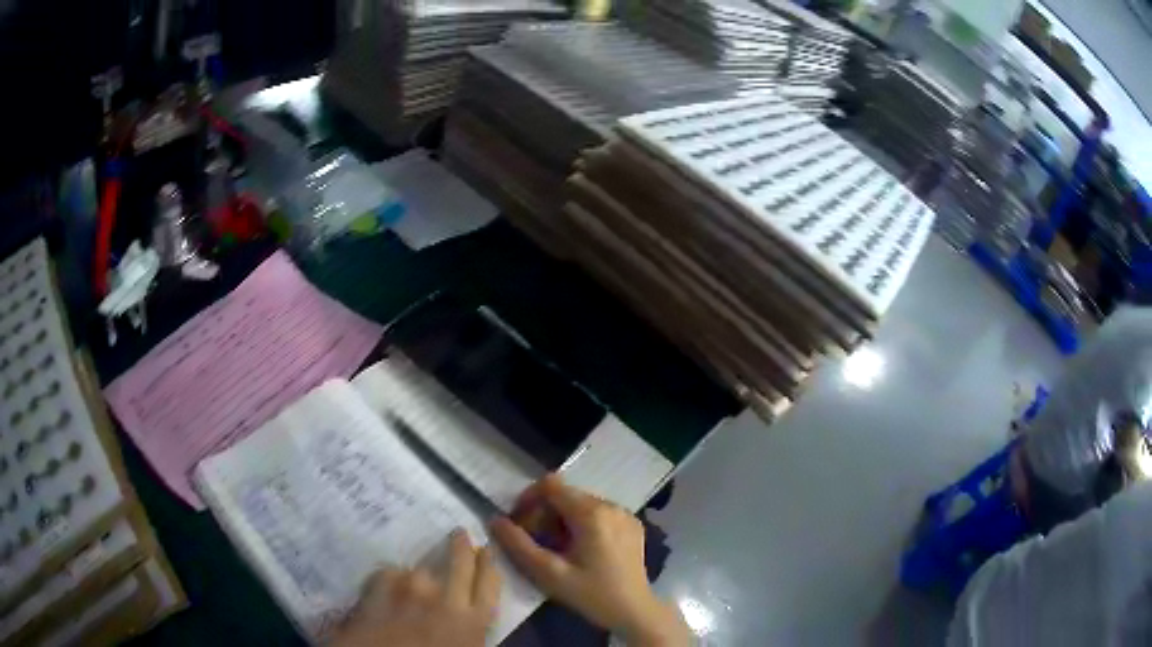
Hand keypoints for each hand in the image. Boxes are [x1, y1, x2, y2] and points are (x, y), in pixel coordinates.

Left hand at [331, 529, 500, 646]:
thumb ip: (470, 629)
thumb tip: (469, 615)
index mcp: (473, 621)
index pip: (489, 582)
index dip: (488, 564)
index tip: (486, 550)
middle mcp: (446, 598)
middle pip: (460, 562)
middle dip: (461, 545)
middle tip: (459, 533)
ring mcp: (411, 589)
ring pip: (421, 571)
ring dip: (420, 575)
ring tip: (413, 581)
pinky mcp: (380, 586)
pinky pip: (389, 573)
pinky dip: (390, 580)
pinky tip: (384, 589)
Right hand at [491, 474, 689, 645]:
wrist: (635, 612)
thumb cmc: (591, 594)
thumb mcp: (549, 574)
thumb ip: (518, 545)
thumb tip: (495, 520)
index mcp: (592, 513)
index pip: (551, 485)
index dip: (528, 500)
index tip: (518, 524)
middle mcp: (610, 505)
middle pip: (565, 495)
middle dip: (544, 514)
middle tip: (536, 543)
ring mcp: (624, 514)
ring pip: (581, 503)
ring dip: (562, 520)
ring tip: (557, 550)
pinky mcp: (632, 524)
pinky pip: (598, 513)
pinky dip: (582, 524)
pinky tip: (580, 552)